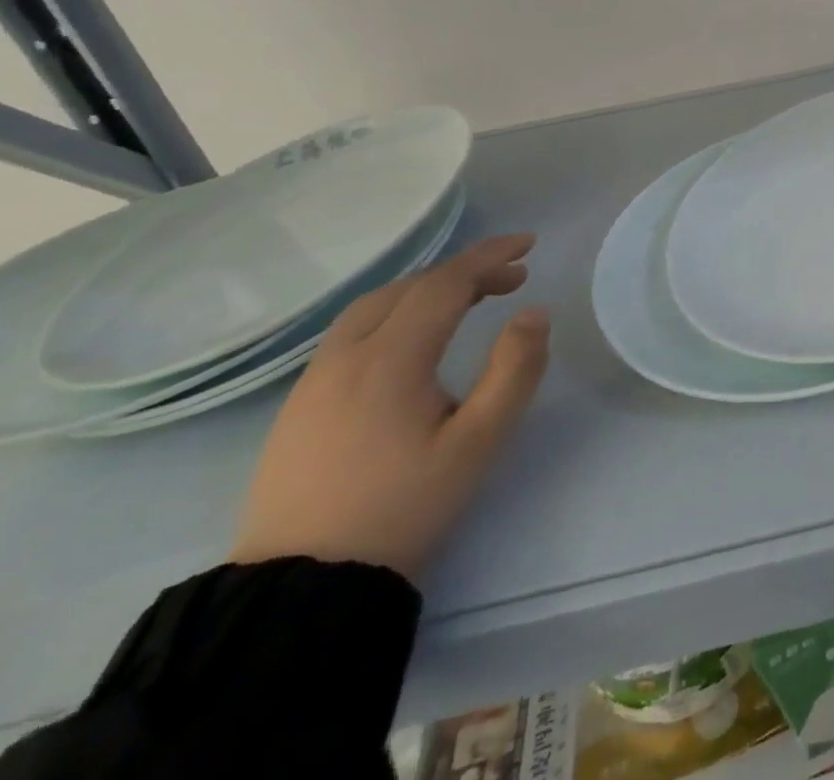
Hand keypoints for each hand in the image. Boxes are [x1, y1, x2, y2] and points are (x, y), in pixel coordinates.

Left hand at [230, 234, 550, 581]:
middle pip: (409, 288)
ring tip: (467, 300)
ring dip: (426, 290)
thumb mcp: (478, 442)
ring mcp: (314, 381)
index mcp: (390, 359)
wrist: (299, 589)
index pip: (445, 284)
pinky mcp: (298, 406)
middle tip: (512, 278)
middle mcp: (346, 357)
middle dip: (465, 272)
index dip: (490, 257)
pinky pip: (352, 333)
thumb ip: (514, 370)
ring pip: (374, 307)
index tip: (530, 244)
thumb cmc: (403, 508)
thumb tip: (535, 312)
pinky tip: (413, 340)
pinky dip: (395, 313)